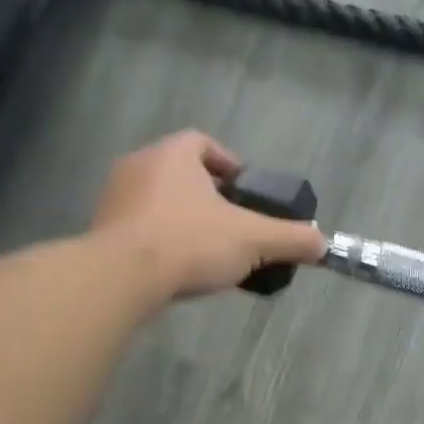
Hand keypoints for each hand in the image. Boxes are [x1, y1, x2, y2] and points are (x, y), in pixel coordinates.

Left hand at [90, 131, 325, 299]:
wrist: (120, 279)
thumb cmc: (190, 242)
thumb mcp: (254, 240)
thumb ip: (291, 239)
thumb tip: (322, 244)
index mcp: (173, 155)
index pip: (203, 143)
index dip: (229, 163)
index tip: (245, 192)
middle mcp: (138, 166)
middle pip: (181, 172)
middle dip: (208, 195)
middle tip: (232, 222)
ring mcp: (114, 199)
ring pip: (158, 200)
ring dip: (183, 217)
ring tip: (208, 248)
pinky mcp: (100, 232)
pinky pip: (138, 227)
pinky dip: (160, 240)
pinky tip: (178, 267)